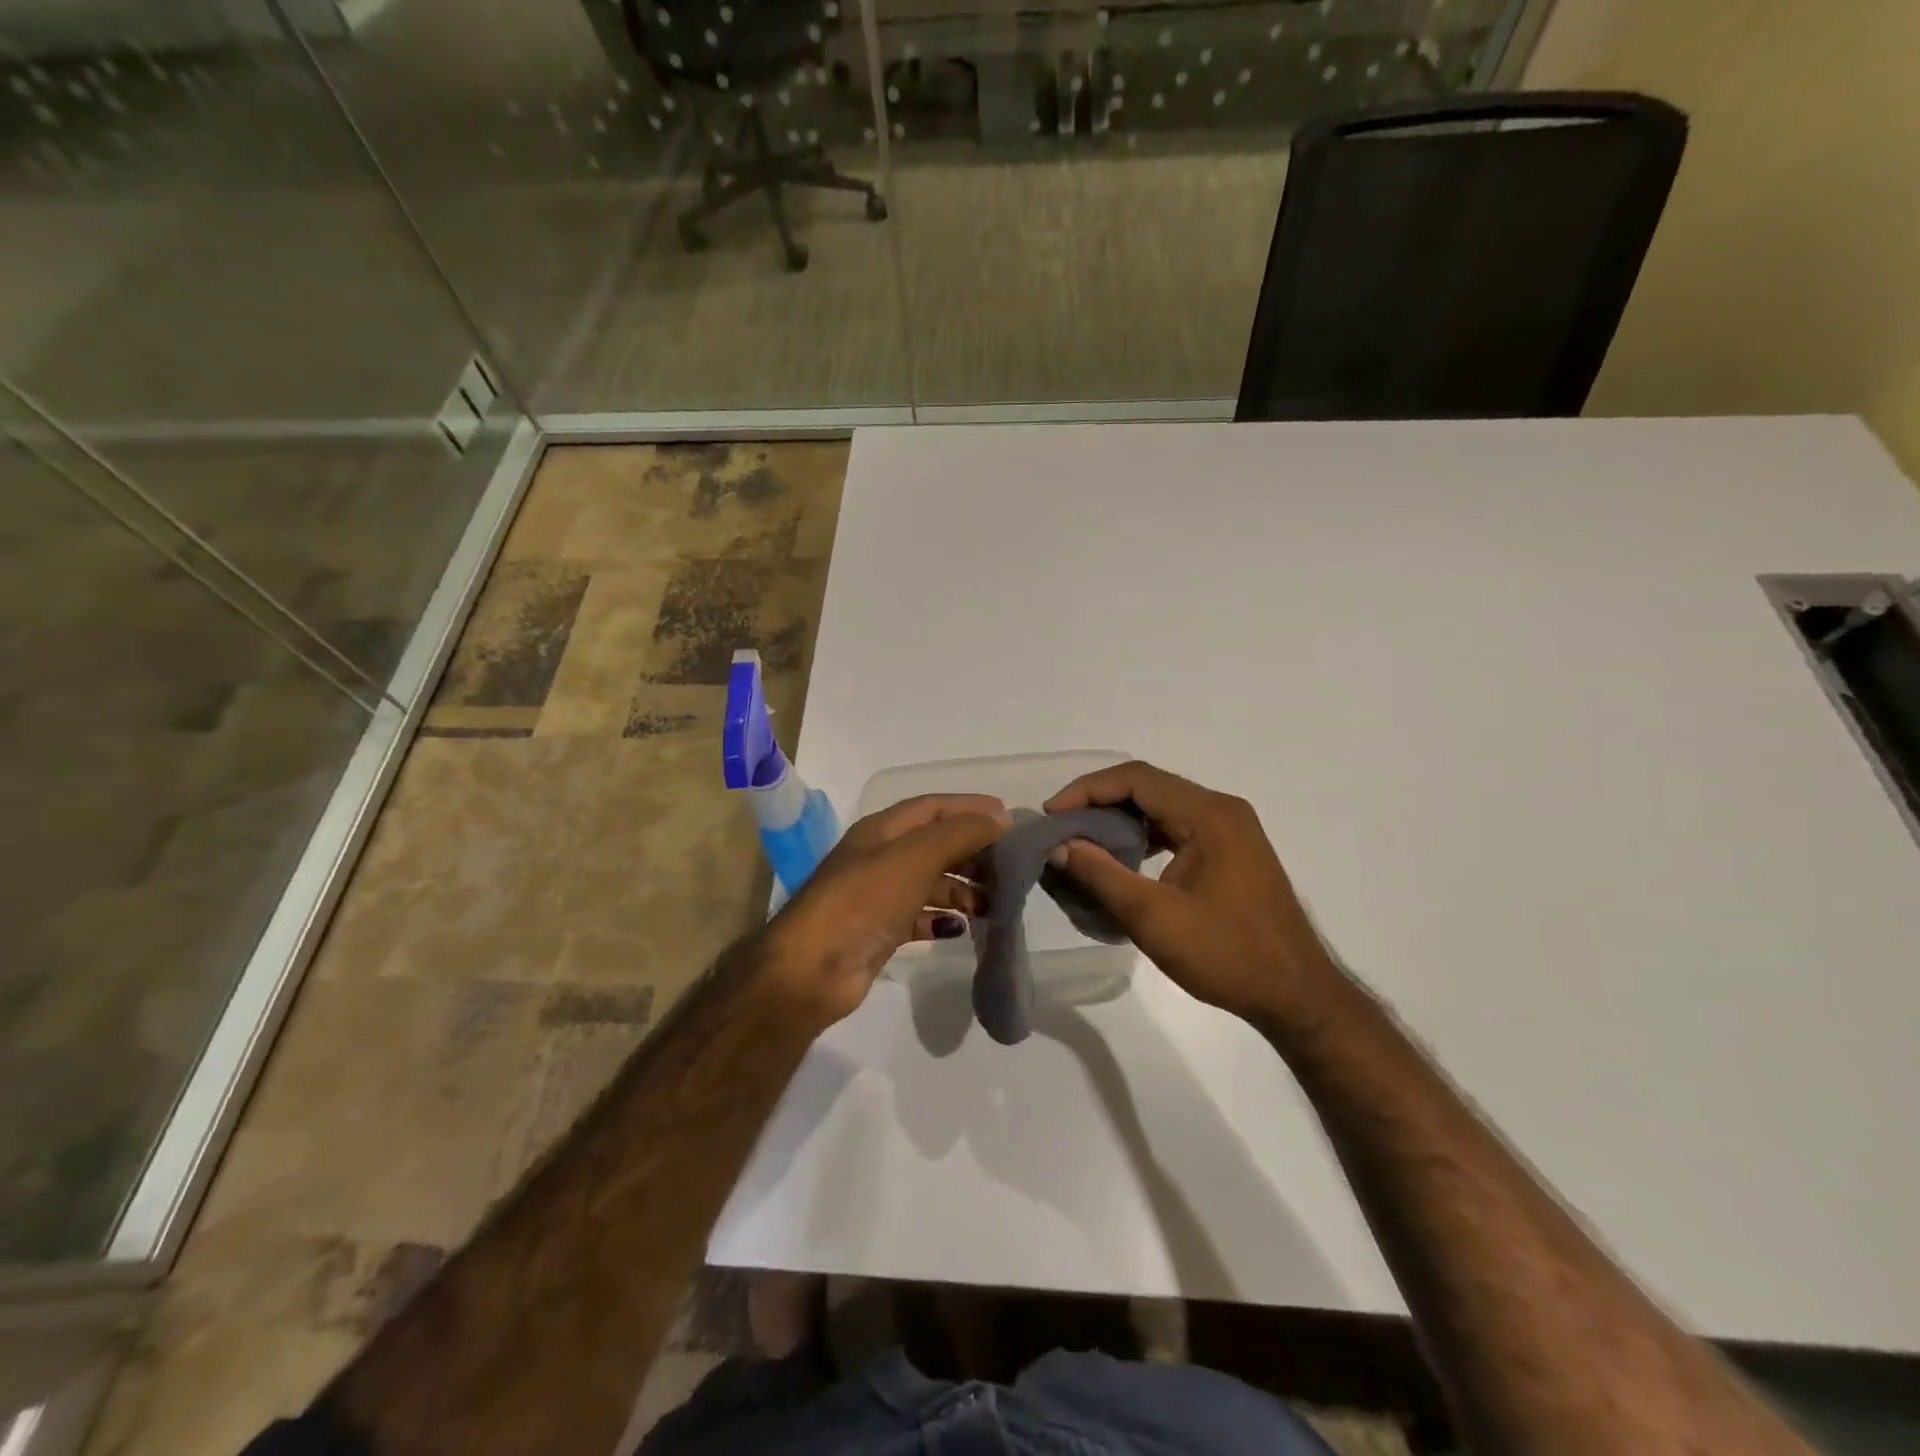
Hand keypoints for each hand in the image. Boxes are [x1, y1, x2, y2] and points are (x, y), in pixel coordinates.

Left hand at [762, 793, 1009, 1025]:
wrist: (812, 968)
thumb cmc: (865, 899)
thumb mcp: (915, 856)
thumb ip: (960, 833)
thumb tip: (1000, 818)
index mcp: (883, 830)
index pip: (934, 807)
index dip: (970, 808)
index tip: (1010, 820)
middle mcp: (881, 857)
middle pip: (936, 844)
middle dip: (973, 852)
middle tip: (1011, 868)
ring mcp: (880, 895)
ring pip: (932, 882)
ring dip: (963, 888)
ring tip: (996, 902)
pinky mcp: (881, 931)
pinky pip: (921, 916)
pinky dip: (943, 918)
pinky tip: (962, 927)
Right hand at [1045, 761, 1341, 1025]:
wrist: (1296, 995)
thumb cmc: (1226, 955)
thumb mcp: (1153, 918)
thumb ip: (1101, 875)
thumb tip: (1057, 846)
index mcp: (1209, 815)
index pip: (1137, 779)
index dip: (1088, 790)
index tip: (1051, 814)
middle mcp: (1222, 810)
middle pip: (1149, 787)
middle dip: (1099, 802)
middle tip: (1060, 826)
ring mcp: (1230, 829)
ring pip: (1162, 807)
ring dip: (1120, 818)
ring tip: (1081, 841)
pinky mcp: (1231, 850)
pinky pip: (1176, 827)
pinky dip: (1143, 835)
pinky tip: (1121, 858)